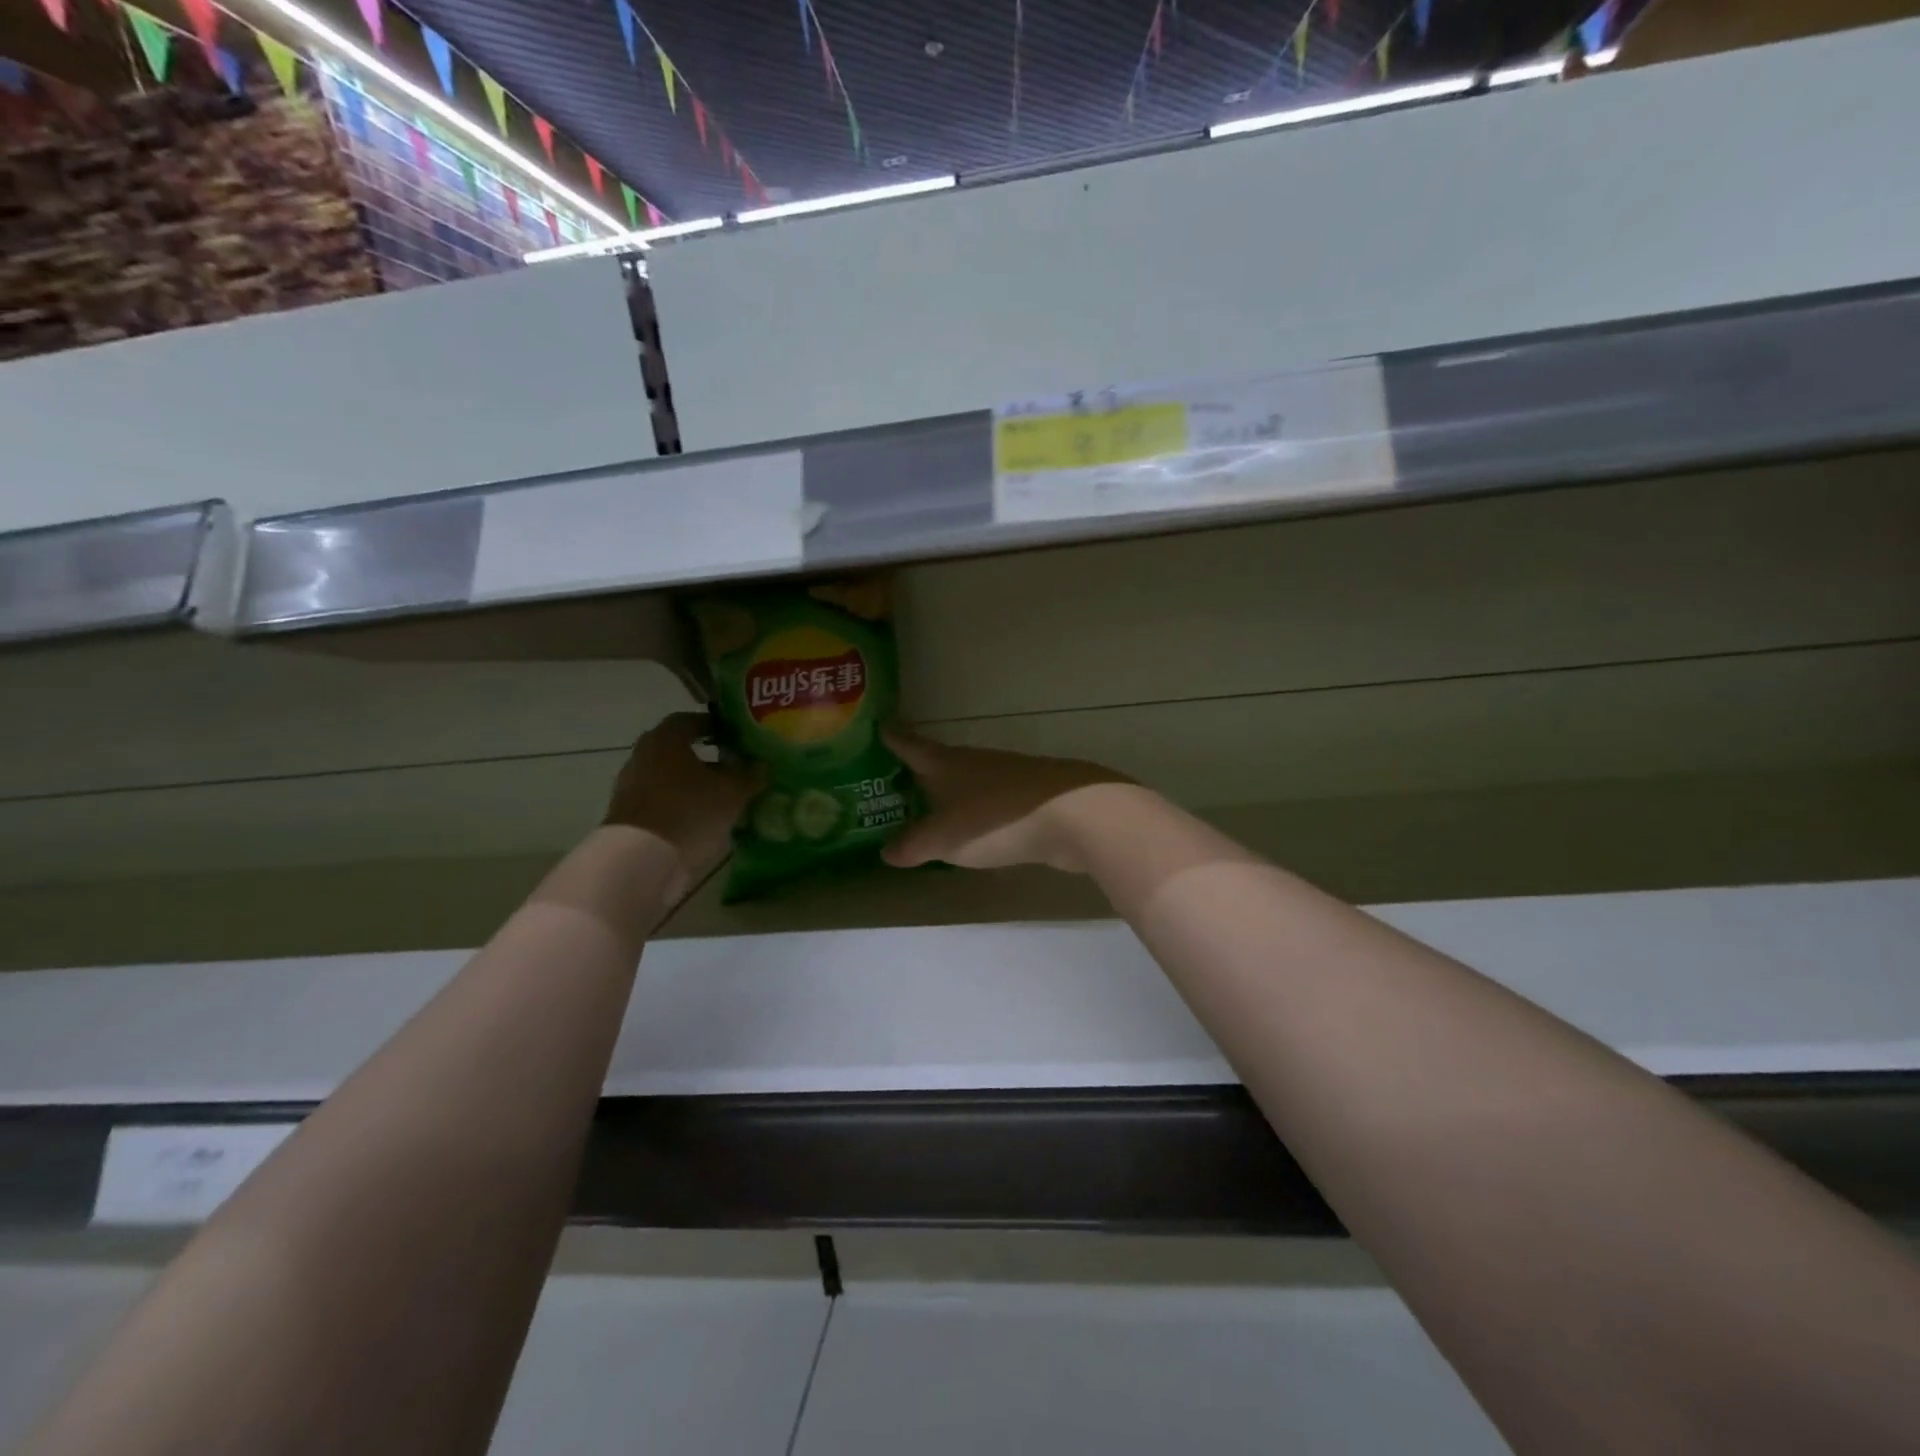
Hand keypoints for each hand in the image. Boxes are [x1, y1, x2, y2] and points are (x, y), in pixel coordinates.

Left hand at [604, 713, 753, 885]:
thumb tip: (761, 765)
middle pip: (677, 748)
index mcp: (666, 738)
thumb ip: (749, 774)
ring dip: (692, 781)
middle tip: (731, 764)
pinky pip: (660, 798)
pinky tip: (700, 816)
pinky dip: (679, 802)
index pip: (690, 720)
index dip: (714, 725)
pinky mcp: (627, 813)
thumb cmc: (690, 810)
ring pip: (668, 775)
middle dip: (704, 755)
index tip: (734, 736)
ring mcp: (630, 785)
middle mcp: (643, 755)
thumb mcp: (732, 791)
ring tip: (720, 795)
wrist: (641, 858)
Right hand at [880, 726, 1129, 872]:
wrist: (1076, 815)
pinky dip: (977, 819)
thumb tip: (886, 852)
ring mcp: (1007, 779)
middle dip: (919, 773)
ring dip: (950, 797)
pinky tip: (974, 838)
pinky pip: (992, 807)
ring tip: (930, 814)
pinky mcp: (1031, 801)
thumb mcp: (945, 838)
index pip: (912, 746)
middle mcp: (976, 763)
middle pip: (941, 764)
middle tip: (894, 784)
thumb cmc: (998, 817)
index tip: (879, 726)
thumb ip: (914, 846)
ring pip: (968, 785)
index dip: (894, 738)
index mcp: (948, 763)